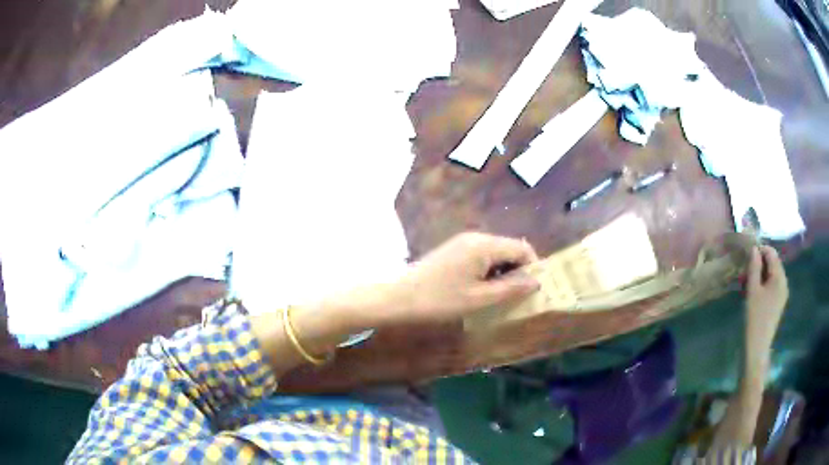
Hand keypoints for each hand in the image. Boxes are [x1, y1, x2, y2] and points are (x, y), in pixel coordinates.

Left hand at [391, 232, 539, 322]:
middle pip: (509, 249)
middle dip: (517, 271)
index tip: (533, 291)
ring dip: (502, 273)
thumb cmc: (440, 300)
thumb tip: (536, 281)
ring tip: (498, 297)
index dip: (533, 268)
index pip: (522, 248)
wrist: (398, 297)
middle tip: (517, 297)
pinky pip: (481, 256)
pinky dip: (488, 271)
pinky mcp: (454, 249)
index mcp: (484, 245)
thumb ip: (511, 288)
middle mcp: (476, 237)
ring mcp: (463, 241)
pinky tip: (480, 290)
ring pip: (495, 253)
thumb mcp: (480, 299)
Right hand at [745, 246, 787, 352]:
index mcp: (779, 277)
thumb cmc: (755, 318)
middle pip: (773, 263)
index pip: (772, 253)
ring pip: (772, 274)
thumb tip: (754, 249)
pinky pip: (773, 285)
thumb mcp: (752, 290)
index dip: (760, 250)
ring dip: (761, 274)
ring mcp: (782, 293)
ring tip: (748, 282)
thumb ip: (754, 267)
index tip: (747, 255)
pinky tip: (755, 292)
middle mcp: (784, 282)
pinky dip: (764, 283)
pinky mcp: (778, 303)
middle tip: (746, 270)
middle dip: (760, 263)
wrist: (757, 347)